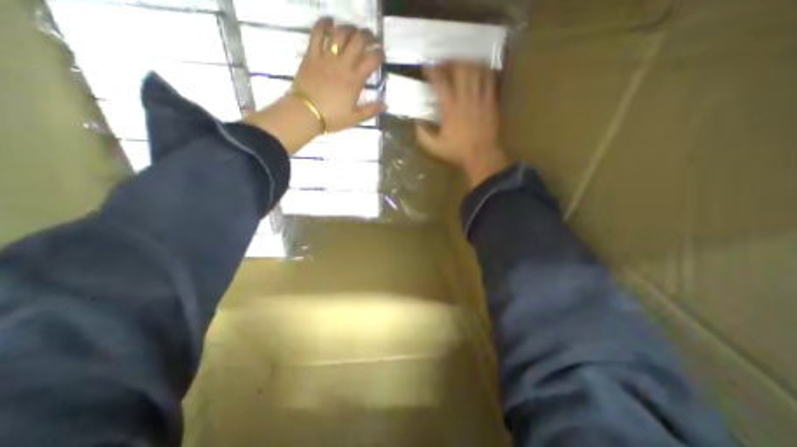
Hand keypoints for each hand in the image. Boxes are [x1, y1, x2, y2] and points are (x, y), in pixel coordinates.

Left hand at [294, 17, 384, 131]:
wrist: (306, 113)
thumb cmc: (332, 117)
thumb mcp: (355, 118)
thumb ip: (371, 110)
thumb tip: (386, 104)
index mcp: (355, 80)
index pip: (372, 60)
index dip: (379, 54)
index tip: (381, 54)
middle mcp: (343, 64)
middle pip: (358, 41)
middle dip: (368, 36)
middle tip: (371, 38)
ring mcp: (326, 58)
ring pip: (340, 33)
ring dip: (350, 28)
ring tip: (354, 31)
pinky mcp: (312, 55)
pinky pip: (317, 34)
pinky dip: (323, 24)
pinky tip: (329, 21)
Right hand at [418, 63, 510, 188]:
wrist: (482, 155)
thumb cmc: (458, 151)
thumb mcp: (435, 147)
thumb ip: (423, 135)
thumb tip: (416, 122)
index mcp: (450, 108)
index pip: (440, 83)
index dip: (432, 71)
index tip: (426, 66)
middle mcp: (465, 98)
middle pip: (460, 69)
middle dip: (452, 61)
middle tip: (446, 61)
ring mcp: (480, 98)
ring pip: (476, 70)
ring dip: (468, 63)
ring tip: (462, 62)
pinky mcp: (492, 101)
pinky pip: (490, 79)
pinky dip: (485, 71)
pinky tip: (481, 69)